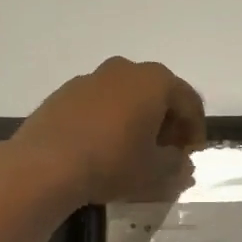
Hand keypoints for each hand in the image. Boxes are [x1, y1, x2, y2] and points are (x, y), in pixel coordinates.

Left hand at [9, 57, 205, 207]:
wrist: (46, 165)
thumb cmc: (113, 163)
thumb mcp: (156, 172)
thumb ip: (177, 165)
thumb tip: (181, 163)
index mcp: (155, 81)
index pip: (189, 102)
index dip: (195, 130)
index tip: (191, 155)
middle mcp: (125, 69)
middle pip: (157, 94)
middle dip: (167, 122)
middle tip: (166, 152)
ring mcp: (91, 78)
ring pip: (127, 97)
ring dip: (137, 120)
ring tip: (134, 151)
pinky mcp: (64, 93)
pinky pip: (100, 104)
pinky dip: (110, 121)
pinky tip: (104, 148)